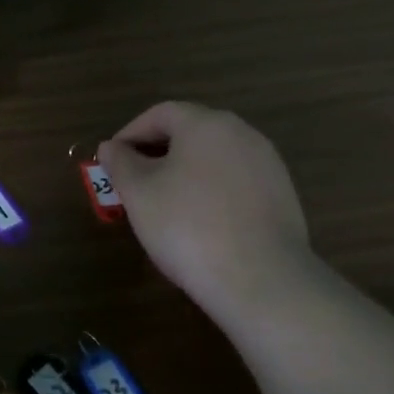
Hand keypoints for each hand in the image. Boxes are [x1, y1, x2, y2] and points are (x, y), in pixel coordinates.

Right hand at [99, 102, 311, 322]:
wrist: (261, 279)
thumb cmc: (188, 226)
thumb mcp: (139, 193)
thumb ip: (120, 163)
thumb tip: (111, 147)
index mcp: (206, 124)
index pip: (160, 113)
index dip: (130, 133)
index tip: (111, 161)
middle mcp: (242, 133)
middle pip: (190, 132)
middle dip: (157, 153)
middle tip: (133, 183)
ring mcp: (268, 164)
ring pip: (215, 158)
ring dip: (185, 173)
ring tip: (164, 205)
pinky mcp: (282, 195)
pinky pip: (236, 183)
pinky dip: (212, 192)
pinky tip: (201, 223)